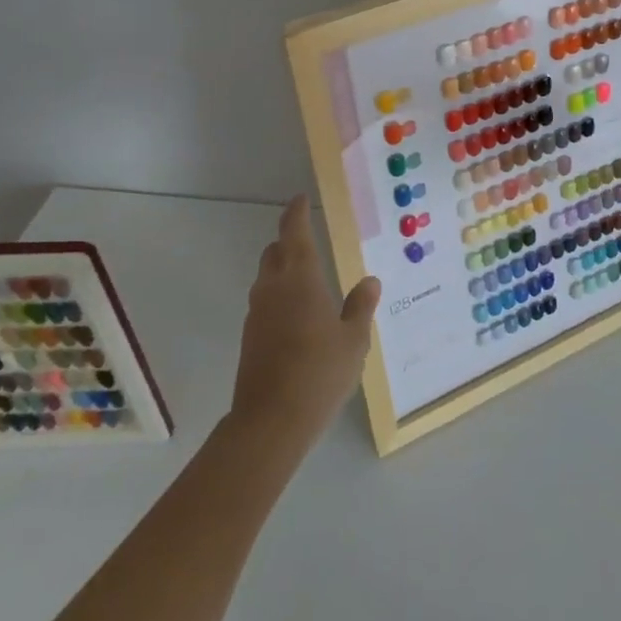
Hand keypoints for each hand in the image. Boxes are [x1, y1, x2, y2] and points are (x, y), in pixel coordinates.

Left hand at [231, 195, 381, 449]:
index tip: (300, 198)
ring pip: (266, 277)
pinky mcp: (250, 338)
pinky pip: (264, 303)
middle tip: (308, 239)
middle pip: (275, 252)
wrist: (270, 422)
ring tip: (306, 279)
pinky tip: (297, 316)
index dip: (296, 213)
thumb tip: (369, 281)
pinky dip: (278, 297)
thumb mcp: (353, 340)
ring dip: (282, 270)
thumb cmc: (319, 372)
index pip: (294, 232)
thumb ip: (360, 306)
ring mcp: (257, 313)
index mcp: (300, 278)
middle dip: (288, 240)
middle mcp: (273, 287)